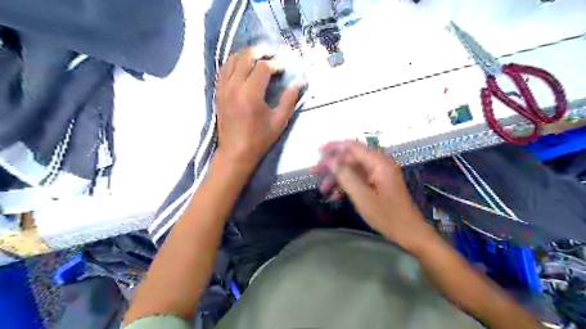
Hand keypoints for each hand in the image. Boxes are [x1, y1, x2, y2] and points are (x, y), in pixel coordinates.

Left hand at [216, 46, 306, 166]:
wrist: (235, 152)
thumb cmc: (259, 139)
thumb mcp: (279, 121)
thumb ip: (289, 99)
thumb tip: (300, 82)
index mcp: (251, 94)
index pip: (262, 68)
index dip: (274, 64)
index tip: (282, 68)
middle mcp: (235, 87)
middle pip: (245, 58)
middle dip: (259, 52)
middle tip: (270, 54)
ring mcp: (223, 89)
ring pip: (231, 61)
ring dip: (244, 55)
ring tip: (256, 56)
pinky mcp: (218, 93)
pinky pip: (223, 70)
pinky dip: (233, 63)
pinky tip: (241, 66)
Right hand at [316, 139, 434, 251]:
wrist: (409, 232)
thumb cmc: (386, 215)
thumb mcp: (362, 196)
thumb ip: (345, 175)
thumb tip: (330, 160)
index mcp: (378, 162)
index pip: (352, 146)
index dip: (334, 147)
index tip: (318, 152)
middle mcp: (379, 163)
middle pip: (350, 158)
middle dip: (332, 166)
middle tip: (315, 172)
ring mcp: (378, 173)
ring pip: (352, 169)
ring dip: (337, 178)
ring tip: (322, 189)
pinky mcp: (377, 183)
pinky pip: (358, 178)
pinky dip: (346, 185)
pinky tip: (335, 195)